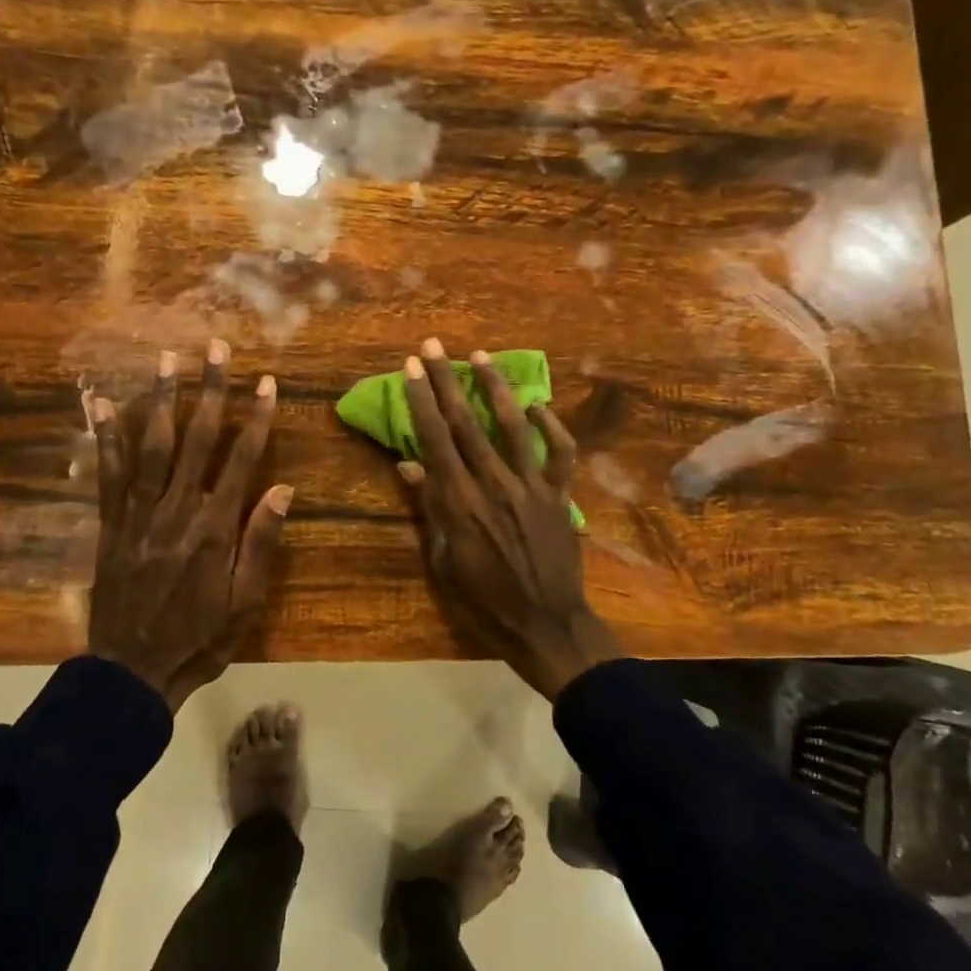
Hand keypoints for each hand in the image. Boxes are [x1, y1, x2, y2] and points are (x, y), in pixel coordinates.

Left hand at [89, 342, 292, 711]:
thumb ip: (261, 543)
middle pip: (196, 440)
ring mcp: (138, 514)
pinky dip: (106, 438)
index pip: (241, 460)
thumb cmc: (200, 639)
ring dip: (161, 399)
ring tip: (167, 359)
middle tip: (216, 348)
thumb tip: (282, 488)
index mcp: (214, 528)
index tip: (266, 383)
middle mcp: (176, 510)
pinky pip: (107, 474)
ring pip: (151, 445)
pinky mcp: (111, 524)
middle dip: (210, 391)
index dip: (256, 419)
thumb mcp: (245, 602)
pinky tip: (104, 405)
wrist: (132, 670)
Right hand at [395, 338, 622, 700]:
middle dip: (447, 381)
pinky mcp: (559, 495)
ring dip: (495, 388)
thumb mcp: (444, 560)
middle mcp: (494, 484)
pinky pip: (560, 453)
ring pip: (512, 426)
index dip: (421, 400)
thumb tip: (410, 465)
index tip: (411, 368)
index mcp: (460, 502)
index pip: (435, 439)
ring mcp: (531, 487)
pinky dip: (551, 426)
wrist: (546, 624)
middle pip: (466, 423)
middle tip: (433, 346)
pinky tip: (537, 406)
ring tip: (480, 356)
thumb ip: (430, 508)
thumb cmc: (484, 600)